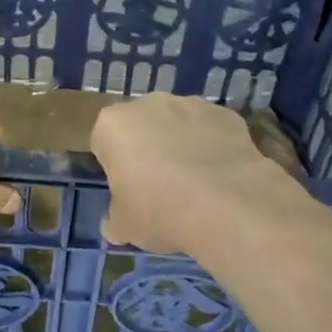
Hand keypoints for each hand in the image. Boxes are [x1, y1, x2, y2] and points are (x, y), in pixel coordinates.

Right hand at [91, 94, 303, 255]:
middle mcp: (148, 104)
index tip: (128, 190)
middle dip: (147, 149)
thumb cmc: (160, 211)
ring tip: (196, 183)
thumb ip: (114, 220)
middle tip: (159, 187)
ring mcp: (190, 104)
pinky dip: (213, 145)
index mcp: (113, 125)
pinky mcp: (225, 114)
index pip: (104, 143)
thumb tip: (114, 225)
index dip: (115, 168)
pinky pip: (211, 129)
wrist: (228, 204)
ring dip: (180, 145)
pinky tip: (221, 176)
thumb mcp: (124, 227)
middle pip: (141, 126)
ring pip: (177, 124)